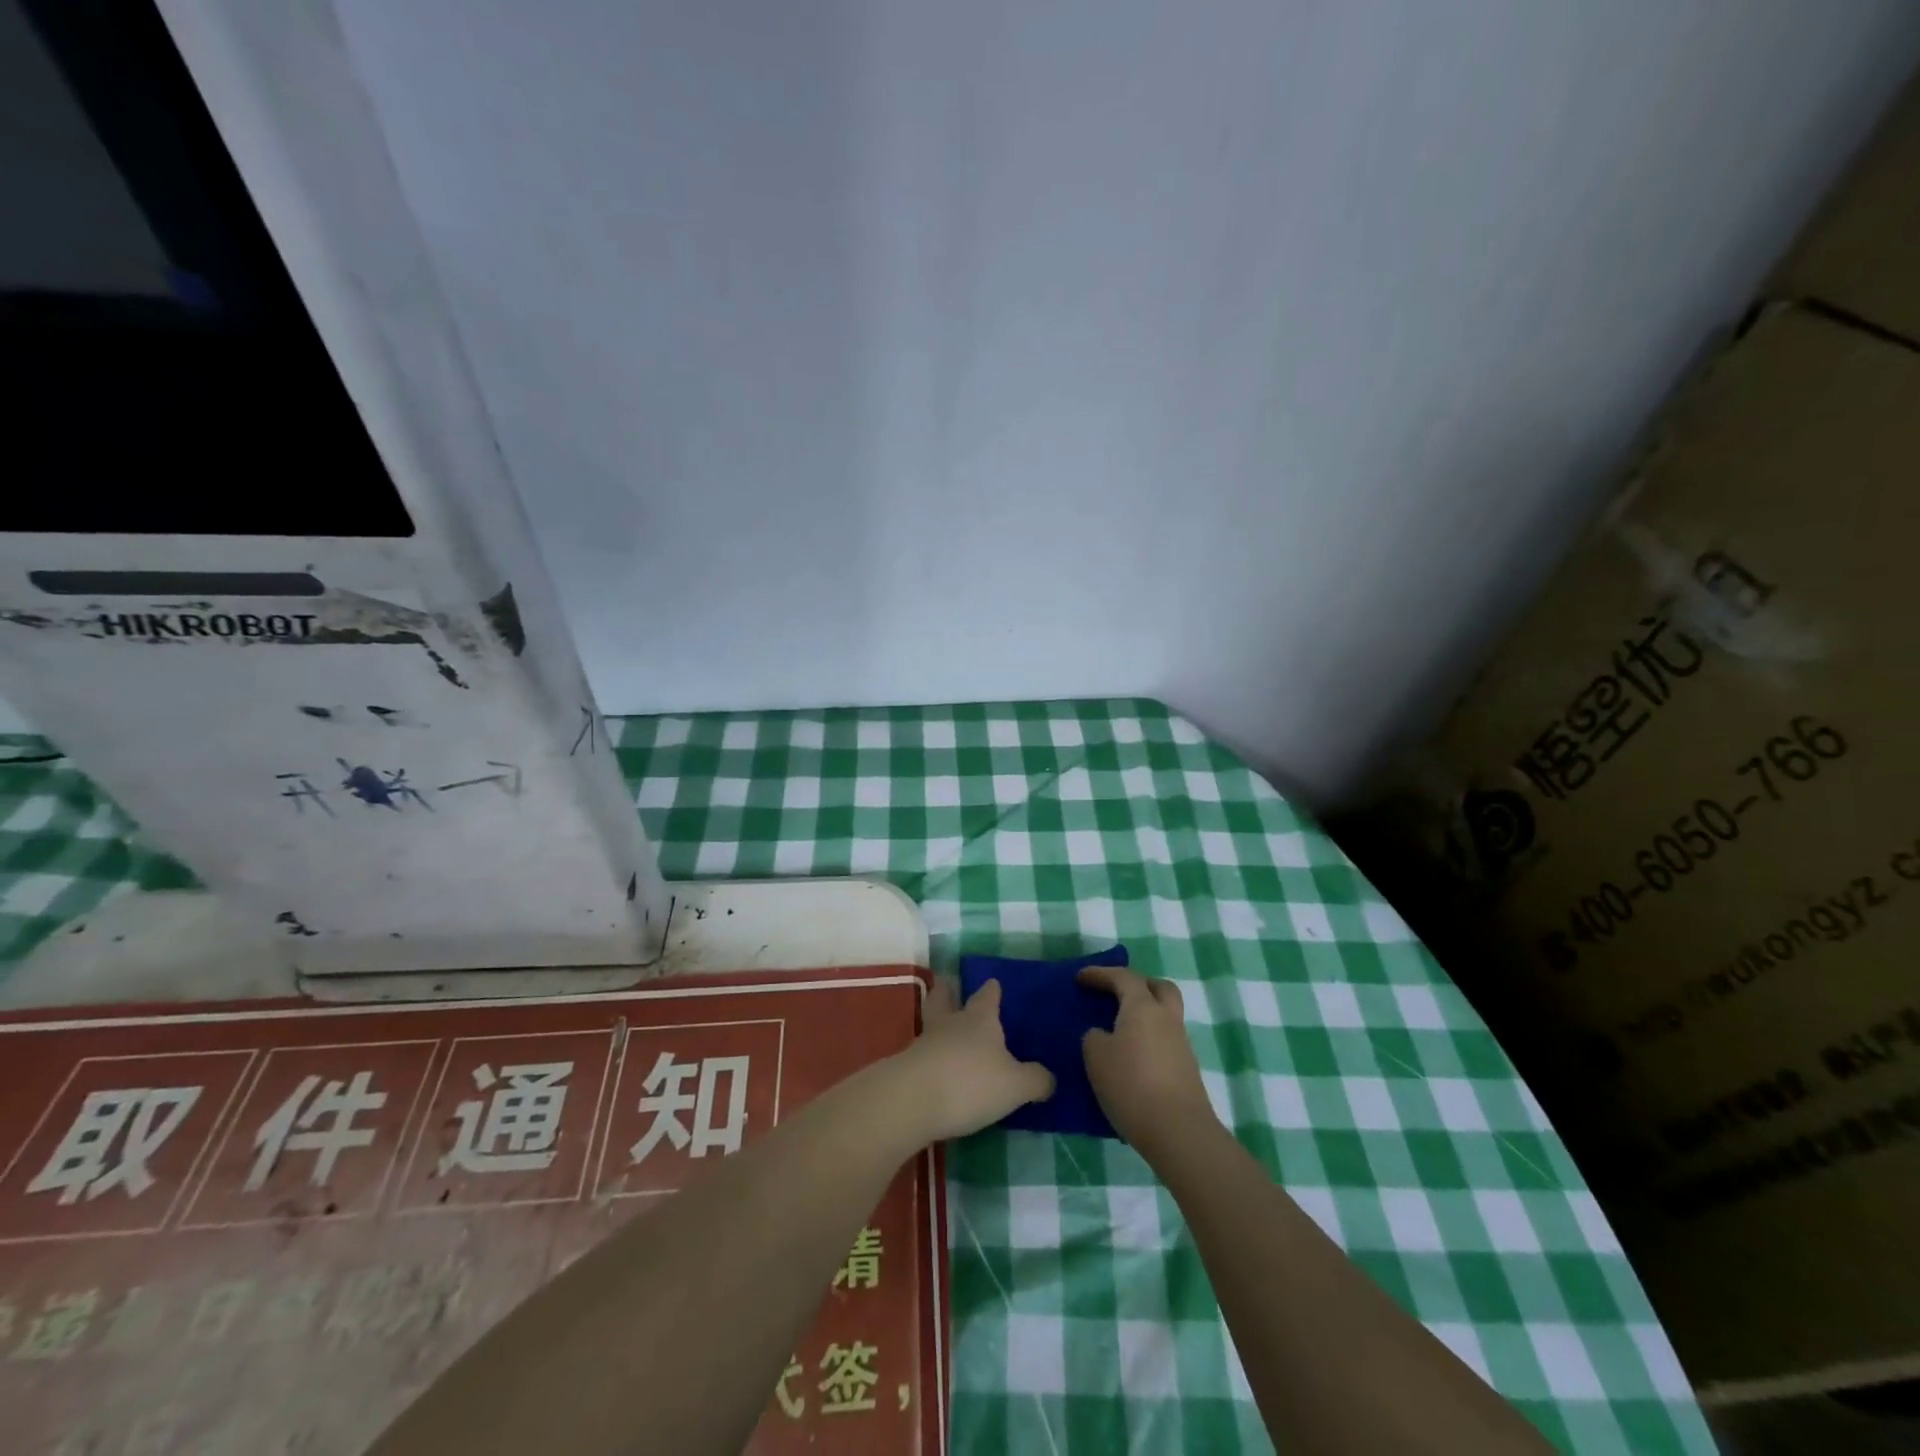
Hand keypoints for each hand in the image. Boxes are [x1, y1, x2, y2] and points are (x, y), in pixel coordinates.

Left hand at [890, 978, 1054, 1143]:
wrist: (913, 1101)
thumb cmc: (971, 1082)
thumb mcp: (1016, 1086)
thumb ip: (1036, 1080)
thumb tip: (1049, 1078)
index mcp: (980, 1019)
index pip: (987, 995)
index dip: (992, 989)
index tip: (993, 983)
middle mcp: (951, 1023)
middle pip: (946, 997)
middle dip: (949, 990)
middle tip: (950, 984)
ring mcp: (925, 1043)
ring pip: (931, 1022)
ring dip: (937, 1022)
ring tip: (945, 1028)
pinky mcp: (907, 1066)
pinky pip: (922, 1053)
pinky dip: (929, 1054)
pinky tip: (937, 1065)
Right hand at [1079, 965, 1217, 1158]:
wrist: (1178, 1131)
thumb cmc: (1131, 1084)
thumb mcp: (1096, 1057)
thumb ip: (1095, 1037)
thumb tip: (1103, 1035)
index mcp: (1143, 1007)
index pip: (1123, 977)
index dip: (1100, 974)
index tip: (1080, 978)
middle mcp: (1166, 1018)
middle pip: (1159, 987)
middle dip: (1138, 984)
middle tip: (1116, 993)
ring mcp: (1181, 1044)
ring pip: (1164, 1015)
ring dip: (1144, 1015)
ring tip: (1119, 1030)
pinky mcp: (1186, 1069)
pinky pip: (1165, 1041)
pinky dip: (1148, 1039)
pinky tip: (1131, 1057)